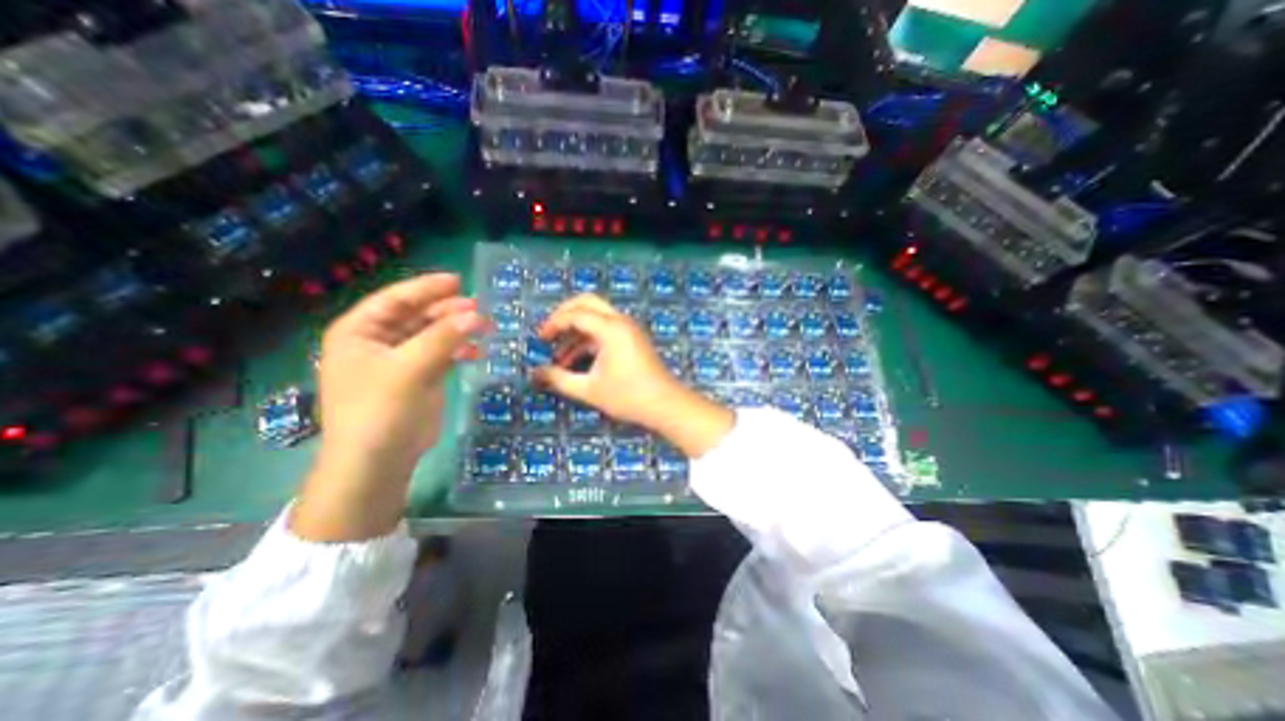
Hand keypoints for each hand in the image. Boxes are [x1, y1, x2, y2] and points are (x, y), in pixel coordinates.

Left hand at [292, 272, 491, 540]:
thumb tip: (475, 314)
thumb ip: (443, 338)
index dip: (426, 288)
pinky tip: (475, 353)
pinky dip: (458, 350)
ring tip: (484, 327)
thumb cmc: (381, 410)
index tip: (458, 281)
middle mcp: (377, 342)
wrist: (378, 461)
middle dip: (447, 310)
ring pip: (431, 334)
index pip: (394, 299)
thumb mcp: (410, 369)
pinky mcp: (418, 377)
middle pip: (416, 315)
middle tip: (478, 308)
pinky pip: (440, 354)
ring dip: (456, 330)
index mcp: (359, 332)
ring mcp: (399, 361)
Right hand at [531, 295, 730, 456]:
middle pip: (587, 303)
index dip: (553, 323)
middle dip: (564, 314)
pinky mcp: (632, 339)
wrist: (665, 404)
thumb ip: (558, 379)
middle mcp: (620, 321)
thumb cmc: (628, 396)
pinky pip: (606, 330)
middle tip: (549, 333)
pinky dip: (589, 340)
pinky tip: (576, 362)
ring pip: (596, 317)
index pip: (575, 314)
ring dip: (576, 332)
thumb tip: (534, 373)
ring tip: (559, 358)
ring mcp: (629, 329)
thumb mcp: (588, 389)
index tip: (540, 339)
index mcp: (610, 328)